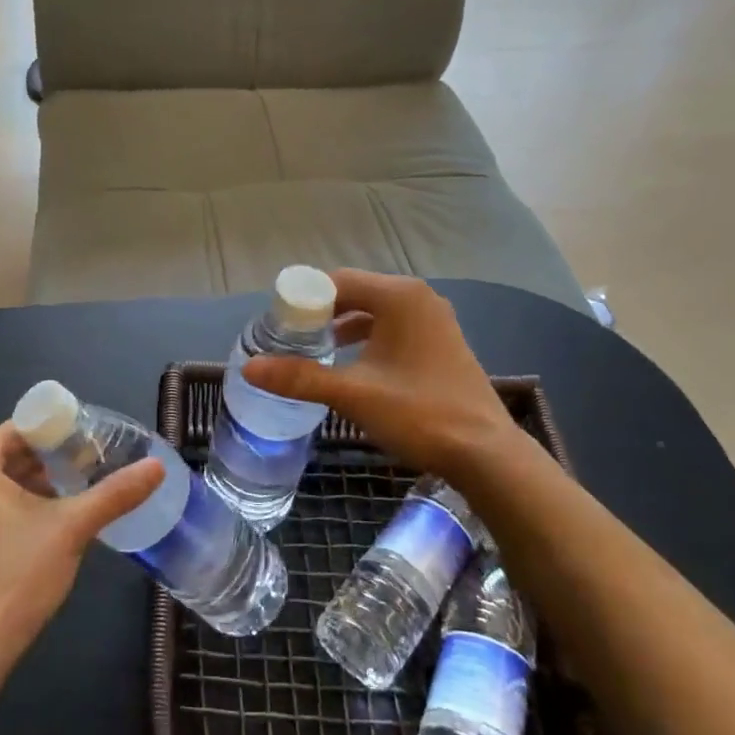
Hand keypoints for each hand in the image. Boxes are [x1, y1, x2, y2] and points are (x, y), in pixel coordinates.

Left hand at [0, 423, 161, 657]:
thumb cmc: (17, 572)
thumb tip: (156, 467)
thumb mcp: (73, 526)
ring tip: (79, 489)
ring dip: (37, 483)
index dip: (60, 432)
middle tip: (93, 465)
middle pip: (10, 454)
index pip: (21, 429)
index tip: (93, 442)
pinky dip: (17, 504)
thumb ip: (115, 493)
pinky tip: (51, 518)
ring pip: (0, 481)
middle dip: (52, 460)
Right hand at [242, 270, 524, 477]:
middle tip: (291, 341)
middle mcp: (418, 297)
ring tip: (314, 352)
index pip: (336, 281)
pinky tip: (351, 364)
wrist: (485, 453)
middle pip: (354, 292)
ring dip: (343, 327)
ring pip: (374, 311)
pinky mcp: (440, 341)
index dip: (303, 301)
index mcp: (398, 296)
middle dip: (320, 314)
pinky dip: (367, 338)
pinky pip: (392, 327)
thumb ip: (300, 377)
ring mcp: (433, 319)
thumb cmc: (419, 413)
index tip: (279, 327)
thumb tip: (249, 368)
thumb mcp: (353, 394)